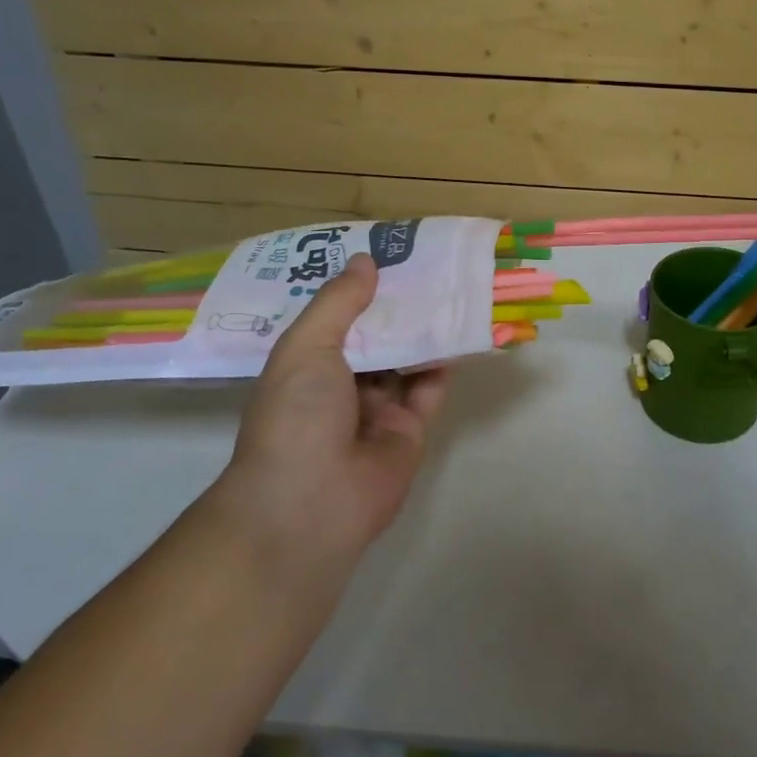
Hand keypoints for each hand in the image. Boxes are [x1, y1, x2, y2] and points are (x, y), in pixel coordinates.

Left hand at [207, 255, 449, 580]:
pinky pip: (429, 389)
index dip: (358, 289)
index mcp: (307, 365)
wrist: (310, 503)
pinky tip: (460, 330)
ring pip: (406, 360)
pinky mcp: (409, 431)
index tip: (384, 253)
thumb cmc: (296, 415)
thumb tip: (365, 260)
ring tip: (451, 288)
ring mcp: (377, 410)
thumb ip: (339, 303)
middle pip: (375, 337)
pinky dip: (444, 363)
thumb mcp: (307, 347)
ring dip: (425, 330)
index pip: (335, 318)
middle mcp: (341, 385)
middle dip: (397, 306)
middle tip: (427, 264)